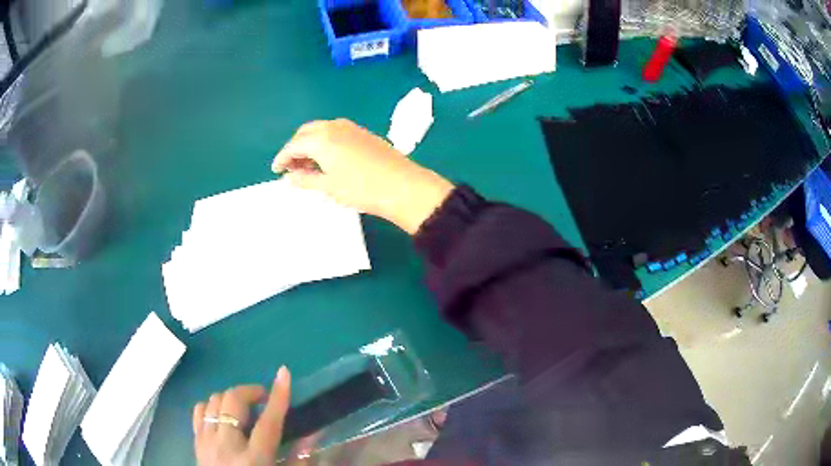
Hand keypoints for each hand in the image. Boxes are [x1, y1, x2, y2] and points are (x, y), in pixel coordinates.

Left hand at [193, 367, 291, 465]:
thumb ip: (298, 460)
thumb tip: (312, 435)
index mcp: (254, 459)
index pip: (268, 421)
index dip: (278, 396)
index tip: (284, 373)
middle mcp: (227, 446)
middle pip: (233, 402)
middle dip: (250, 392)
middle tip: (263, 399)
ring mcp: (206, 442)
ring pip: (214, 400)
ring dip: (231, 398)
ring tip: (244, 409)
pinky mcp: (196, 442)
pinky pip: (199, 410)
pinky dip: (211, 405)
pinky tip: (222, 415)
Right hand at [272, 119, 453, 234]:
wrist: (402, 185)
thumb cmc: (360, 188)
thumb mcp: (328, 186)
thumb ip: (304, 179)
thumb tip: (288, 177)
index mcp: (320, 138)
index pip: (293, 145)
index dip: (282, 158)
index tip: (276, 170)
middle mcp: (333, 126)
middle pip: (305, 133)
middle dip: (295, 148)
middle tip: (291, 168)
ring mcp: (350, 127)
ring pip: (321, 130)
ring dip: (310, 144)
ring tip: (309, 165)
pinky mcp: (363, 132)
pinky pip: (335, 132)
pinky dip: (325, 142)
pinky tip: (328, 159)